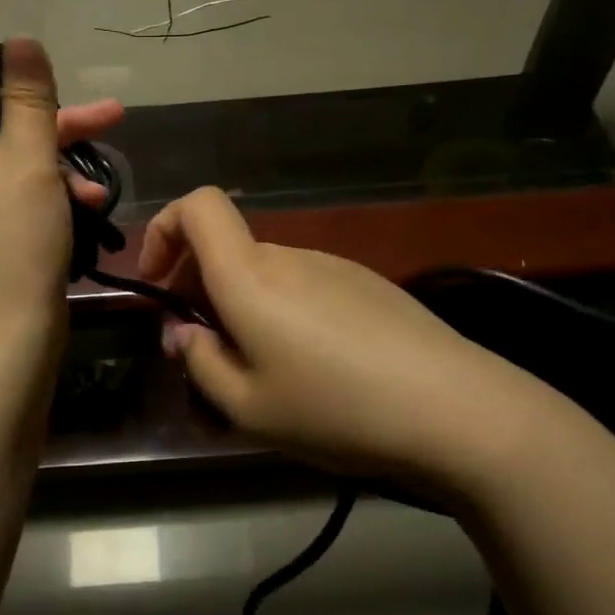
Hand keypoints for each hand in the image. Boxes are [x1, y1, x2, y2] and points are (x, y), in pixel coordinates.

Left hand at [0, 37, 121, 346]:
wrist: (7, 337)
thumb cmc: (14, 239)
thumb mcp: (28, 159)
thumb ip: (28, 99)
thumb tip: (21, 40)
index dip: (25, 91)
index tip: (65, 93)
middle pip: (5, 133)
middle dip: (62, 132)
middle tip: (113, 118)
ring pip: (21, 169)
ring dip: (65, 173)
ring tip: (100, 192)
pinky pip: (22, 202)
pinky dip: (54, 201)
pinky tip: (90, 212)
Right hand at [139, 188, 552, 484]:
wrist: (455, 409)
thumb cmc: (336, 408)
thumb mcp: (248, 407)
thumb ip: (200, 363)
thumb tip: (182, 332)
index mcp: (250, 274)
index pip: (197, 205)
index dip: (164, 230)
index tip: (159, 284)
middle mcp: (288, 255)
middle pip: (227, 249)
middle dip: (199, 290)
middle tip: (205, 353)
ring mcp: (333, 265)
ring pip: (266, 273)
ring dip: (244, 308)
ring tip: (262, 374)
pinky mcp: (367, 284)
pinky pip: (305, 286)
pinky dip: (285, 312)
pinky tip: (315, 369)